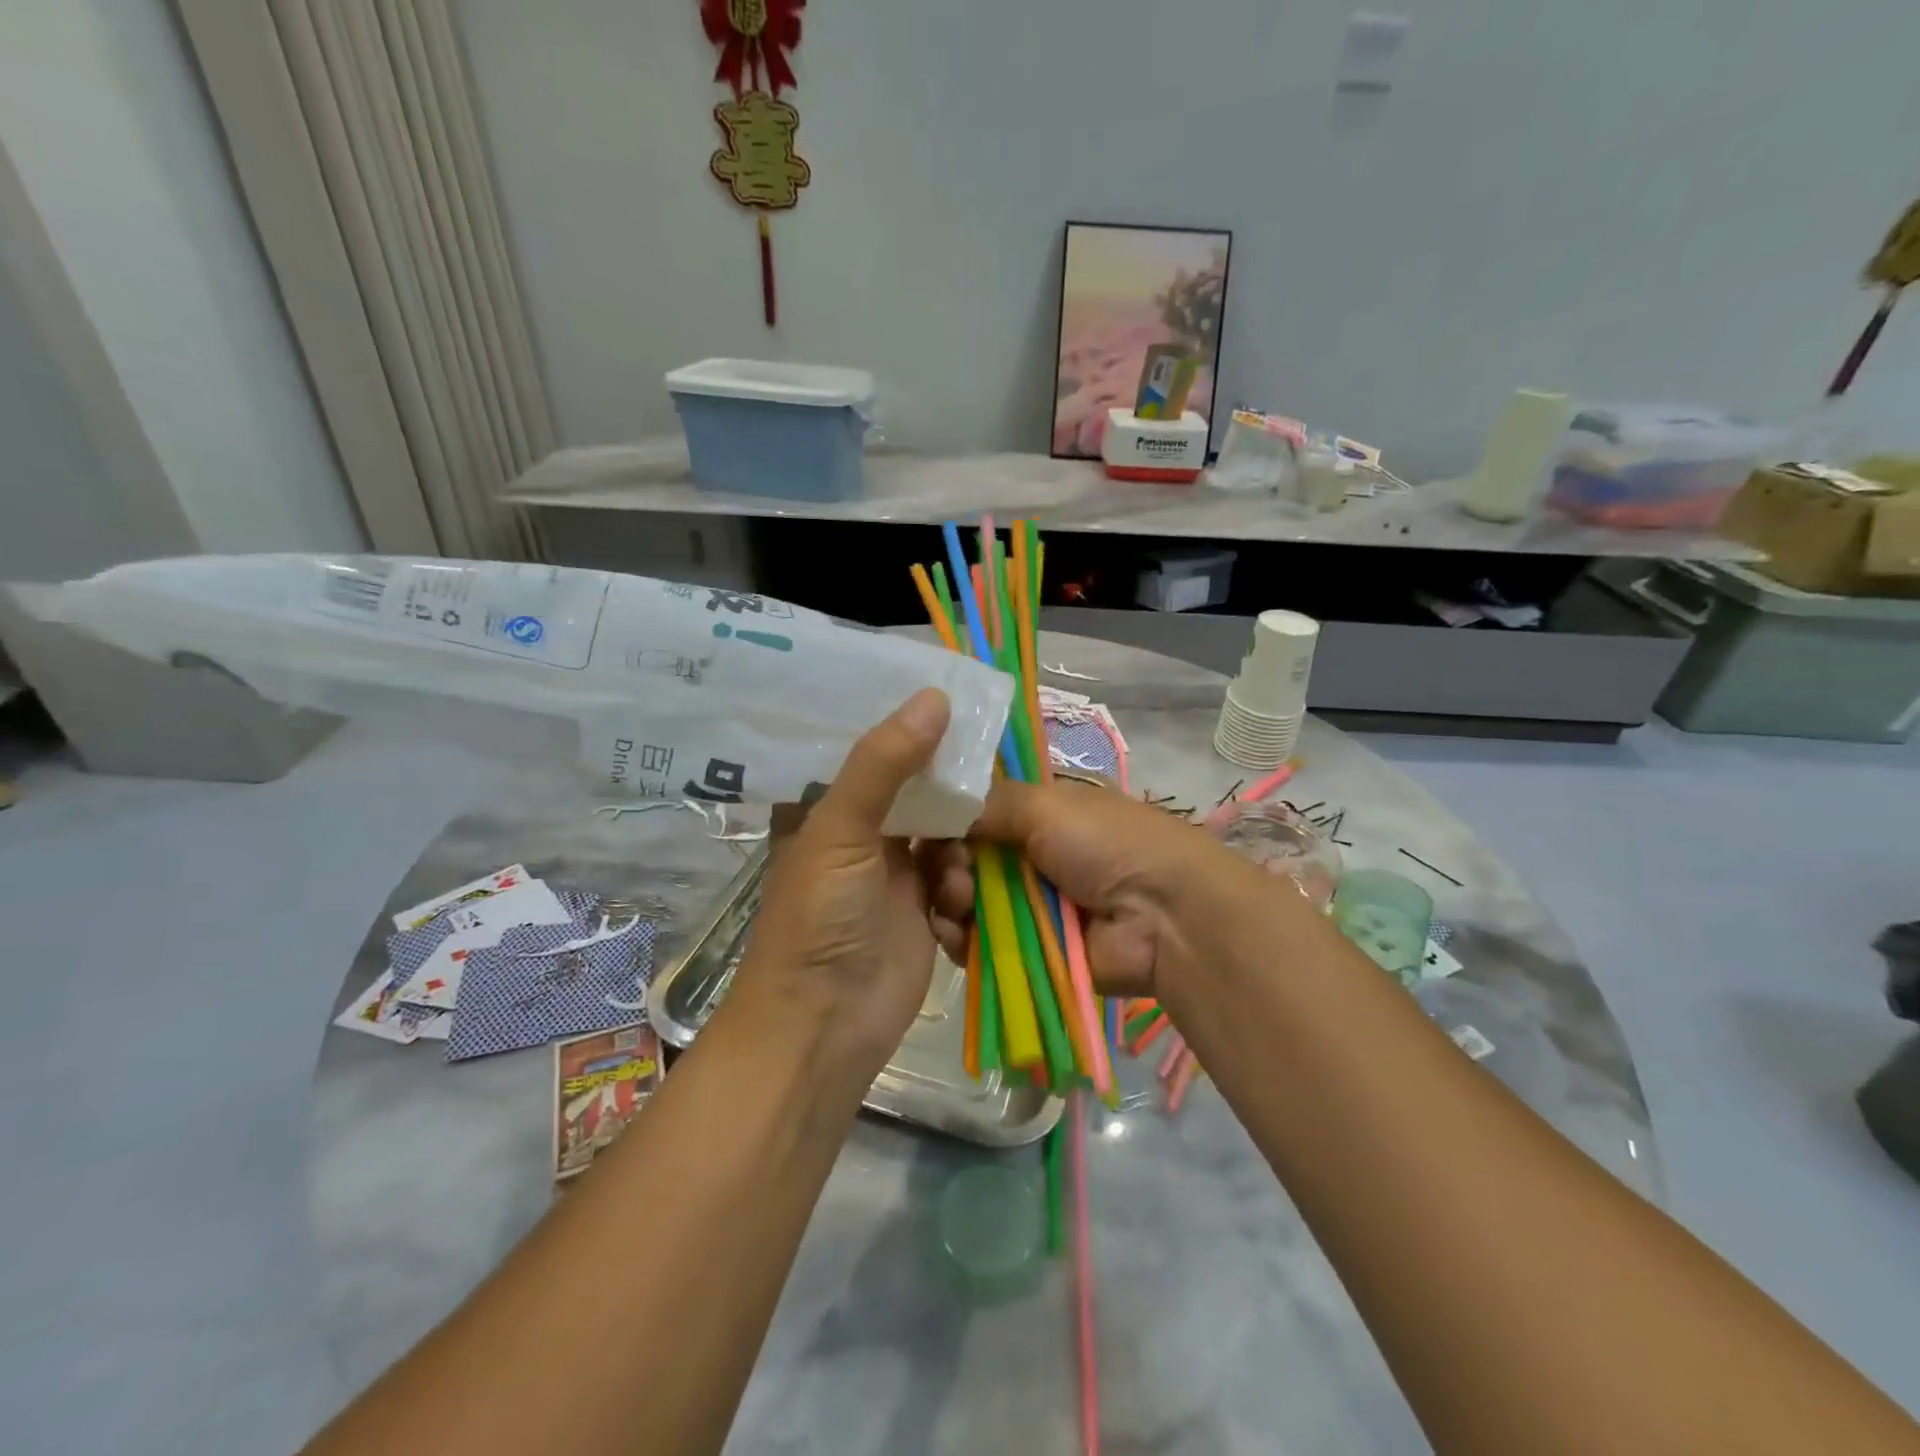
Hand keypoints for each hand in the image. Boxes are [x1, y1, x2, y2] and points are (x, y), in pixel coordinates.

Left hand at [728, 689, 952, 1077]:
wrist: (825, 1026)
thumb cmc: (819, 919)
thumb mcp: (840, 831)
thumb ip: (884, 763)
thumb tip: (935, 696)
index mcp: (827, 807)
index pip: (871, 748)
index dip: (908, 724)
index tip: (953, 695)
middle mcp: (862, 832)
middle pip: (917, 788)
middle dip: (948, 785)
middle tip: (989, 762)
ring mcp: (896, 872)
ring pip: (946, 831)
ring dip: (959, 846)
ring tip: (951, 872)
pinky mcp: (925, 909)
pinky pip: (958, 876)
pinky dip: (962, 886)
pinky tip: (953, 907)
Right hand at [926, 776, 1251, 1000]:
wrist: (1164, 918)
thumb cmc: (1108, 845)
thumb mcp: (1047, 805)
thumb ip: (987, 802)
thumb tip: (937, 800)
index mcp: (1038, 813)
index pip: (974, 811)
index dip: (947, 818)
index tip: (926, 825)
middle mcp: (1027, 855)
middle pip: (962, 857)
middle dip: (945, 863)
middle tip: (953, 871)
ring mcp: (1025, 904)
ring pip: (963, 901)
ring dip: (948, 899)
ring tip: (957, 901)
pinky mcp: (1024, 949)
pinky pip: (975, 943)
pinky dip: (959, 938)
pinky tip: (952, 933)